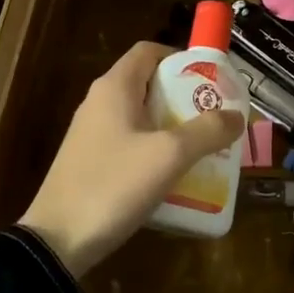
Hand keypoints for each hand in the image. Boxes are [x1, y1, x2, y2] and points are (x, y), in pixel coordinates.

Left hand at [18, 41, 244, 276]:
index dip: (180, 58)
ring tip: (203, 147)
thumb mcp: (169, 156)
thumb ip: (207, 131)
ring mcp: (92, 133)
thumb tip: (237, 116)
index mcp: (114, 88)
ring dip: (172, 126)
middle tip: (214, 117)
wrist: (56, 241)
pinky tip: (174, 174)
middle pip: (148, 84)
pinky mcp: (90, 162)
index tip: (209, 80)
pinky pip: (130, 143)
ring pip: (140, 116)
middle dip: (183, 97)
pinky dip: (154, 149)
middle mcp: (100, 102)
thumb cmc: (113, 184)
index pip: (149, 51)